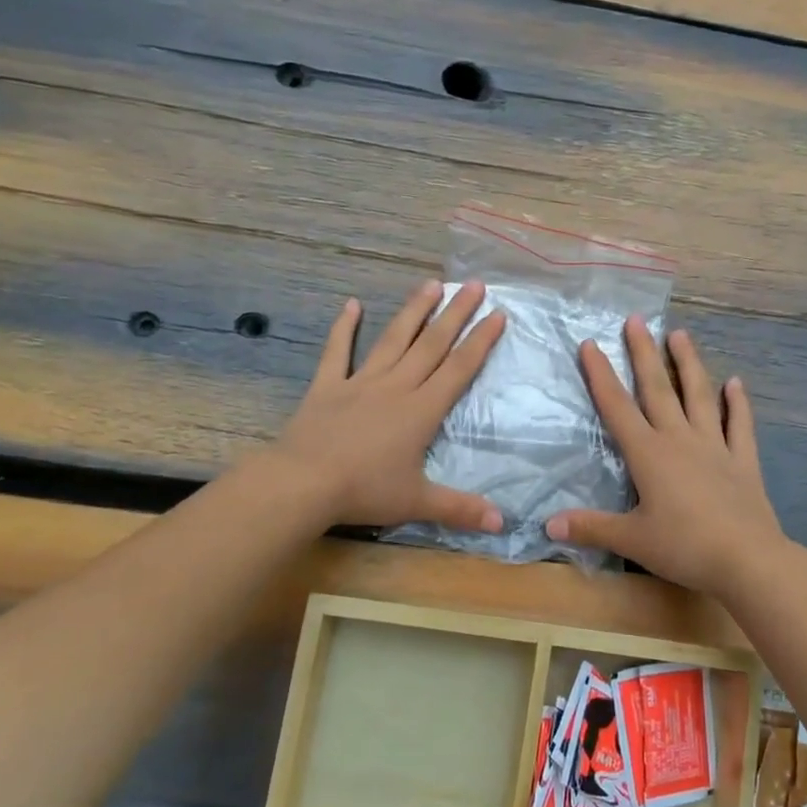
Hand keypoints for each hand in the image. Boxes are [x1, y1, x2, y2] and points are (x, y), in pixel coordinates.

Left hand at [275, 280, 506, 531]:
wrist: (303, 482)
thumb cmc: (364, 490)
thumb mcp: (417, 502)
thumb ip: (460, 509)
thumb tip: (502, 523)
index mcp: (422, 410)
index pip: (459, 369)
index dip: (481, 341)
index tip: (498, 314)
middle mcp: (397, 386)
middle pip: (432, 344)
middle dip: (456, 313)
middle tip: (474, 285)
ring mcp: (360, 381)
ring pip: (393, 339)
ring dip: (414, 310)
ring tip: (431, 283)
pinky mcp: (328, 386)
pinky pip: (338, 351)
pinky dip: (345, 327)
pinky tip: (352, 304)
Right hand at [546, 318, 788, 592]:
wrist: (747, 560)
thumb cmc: (684, 547)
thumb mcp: (631, 540)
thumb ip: (590, 527)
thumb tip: (547, 524)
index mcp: (649, 454)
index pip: (617, 407)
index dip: (601, 375)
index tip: (590, 344)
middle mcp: (680, 440)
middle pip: (658, 389)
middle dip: (643, 353)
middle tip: (636, 320)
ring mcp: (715, 446)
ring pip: (700, 396)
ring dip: (689, 363)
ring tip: (680, 334)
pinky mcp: (743, 461)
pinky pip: (740, 425)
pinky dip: (738, 403)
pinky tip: (736, 383)